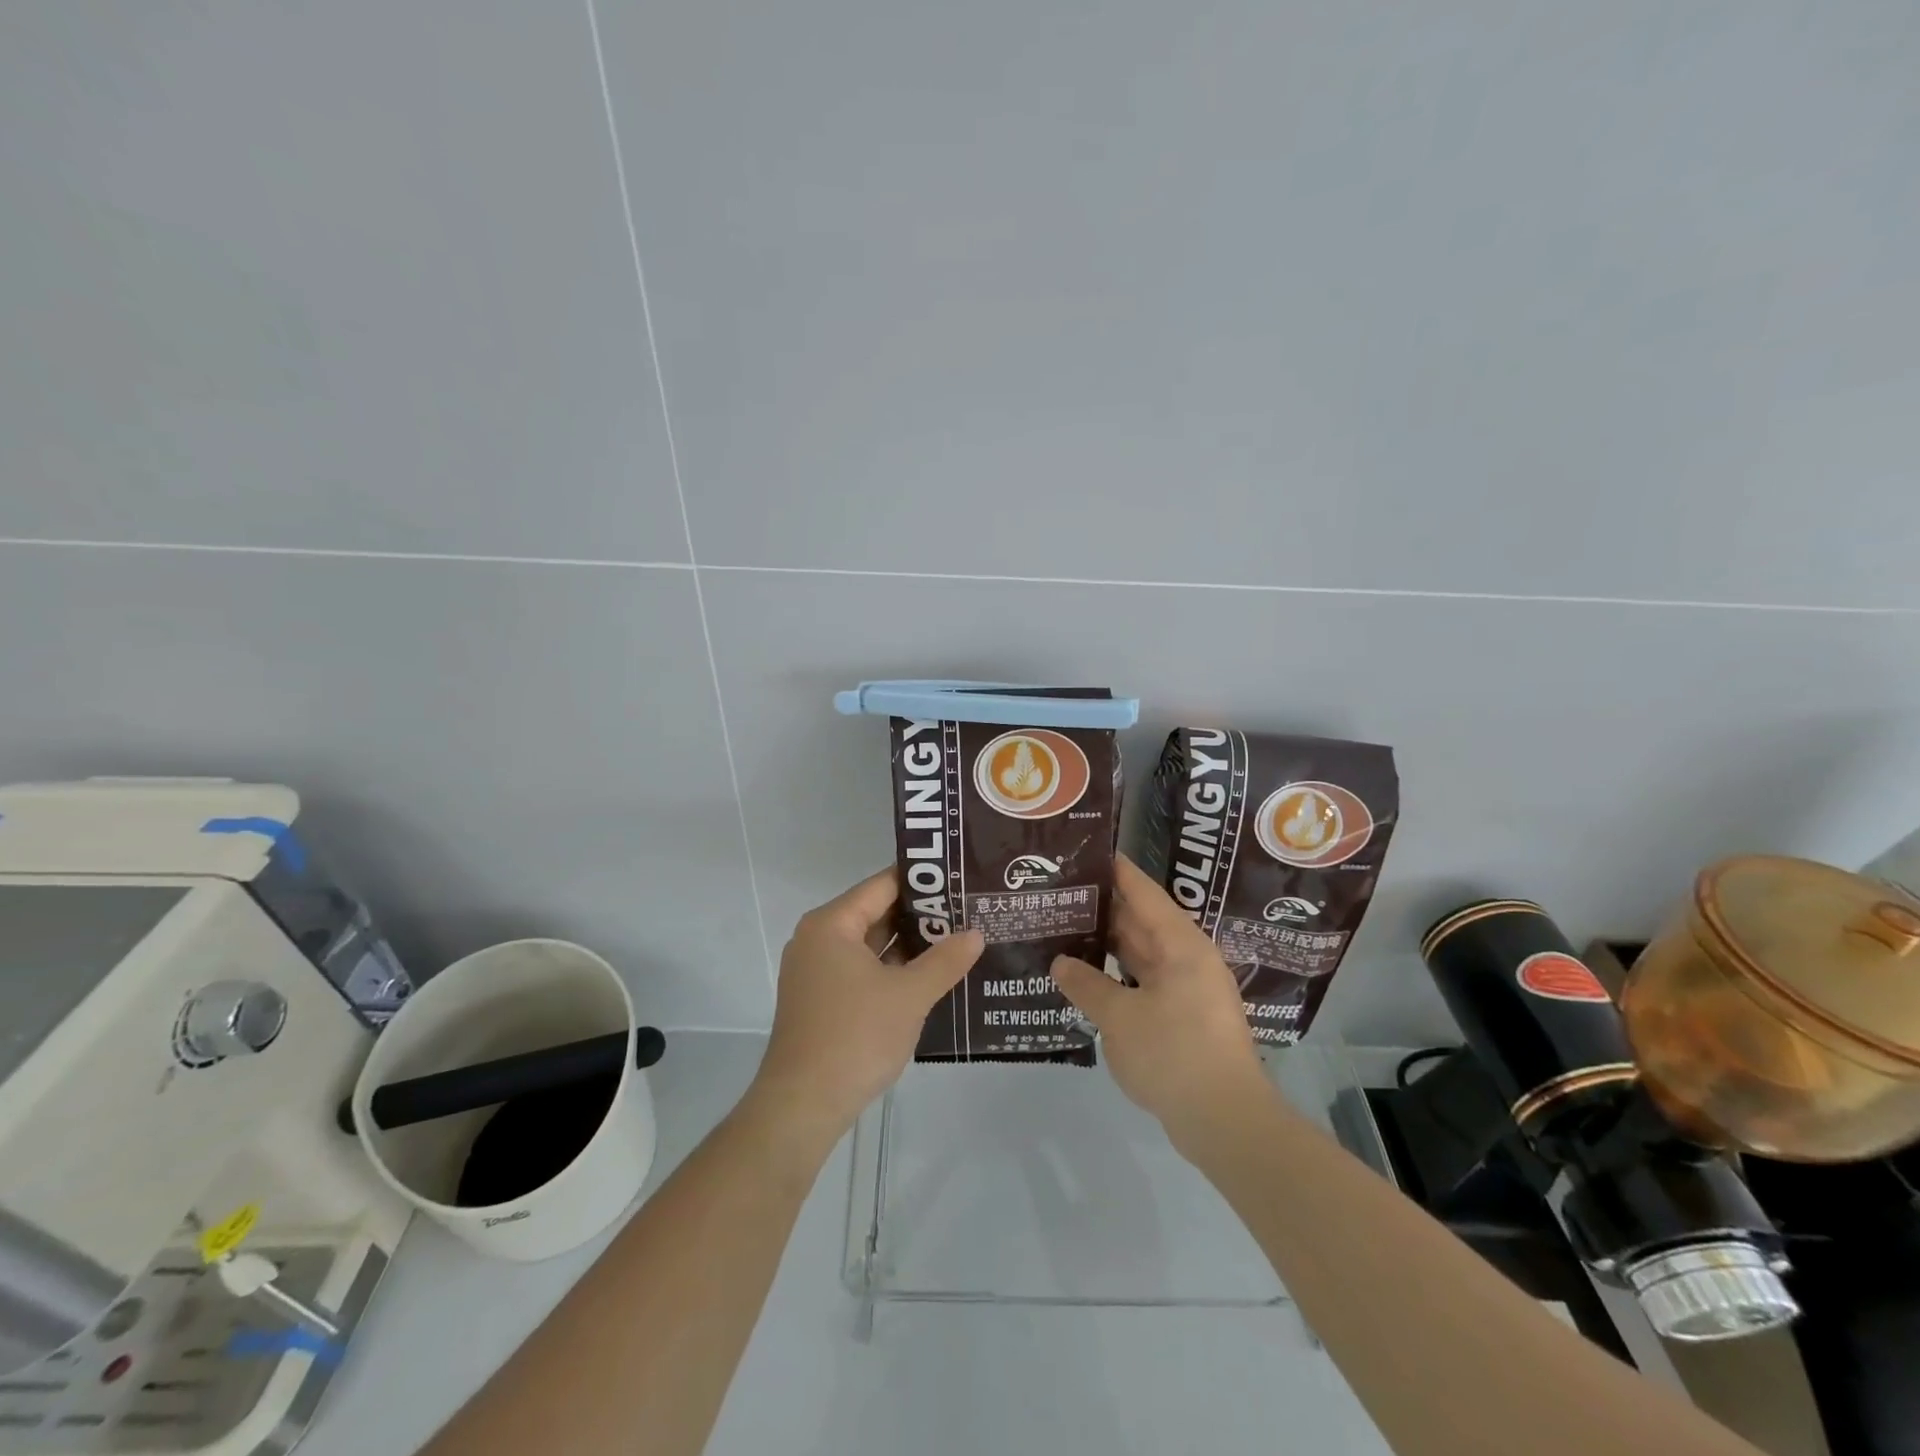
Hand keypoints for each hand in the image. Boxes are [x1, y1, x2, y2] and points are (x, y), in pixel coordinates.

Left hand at [748, 870, 983, 1145]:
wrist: (803, 1105)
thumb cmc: (855, 1037)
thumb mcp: (909, 995)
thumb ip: (945, 960)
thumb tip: (976, 933)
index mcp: (832, 924)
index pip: (883, 885)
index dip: (924, 881)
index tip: (960, 878)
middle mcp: (818, 939)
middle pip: (876, 912)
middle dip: (921, 915)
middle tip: (969, 910)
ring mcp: (817, 971)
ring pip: (871, 944)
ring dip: (909, 945)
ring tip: (958, 939)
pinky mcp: (821, 999)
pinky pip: (862, 969)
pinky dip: (892, 969)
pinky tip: (929, 976)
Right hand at [1051, 855, 1269, 1144]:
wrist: (1226, 1122)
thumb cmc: (1174, 1055)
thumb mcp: (1119, 1018)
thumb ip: (1087, 985)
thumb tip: (1061, 962)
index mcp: (1180, 944)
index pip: (1142, 892)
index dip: (1115, 870)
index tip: (1085, 851)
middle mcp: (1188, 958)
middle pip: (1141, 921)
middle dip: (1103, 908)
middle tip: (1061, 892)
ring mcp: (1189, 989)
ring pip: (1142, 954)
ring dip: (1108, 945)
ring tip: (1066, 929)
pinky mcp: (1185, 1018)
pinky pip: (1145, 981)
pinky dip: (1118, 976)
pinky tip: (1089, 978)